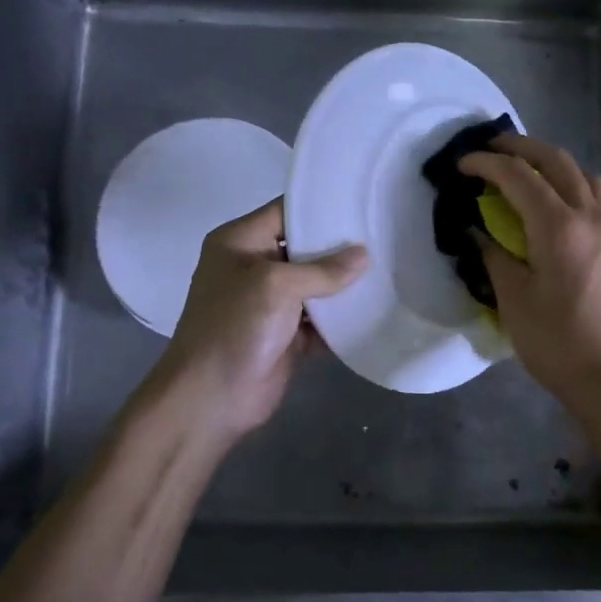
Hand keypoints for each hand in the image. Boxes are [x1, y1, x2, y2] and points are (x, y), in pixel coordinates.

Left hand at [149, 199, 366, 445]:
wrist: (211, 399)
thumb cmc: (234, 327)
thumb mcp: (275, 285)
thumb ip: (322, 270)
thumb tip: (364, 255)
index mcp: (240, 242)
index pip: (285, 211)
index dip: (321, 207)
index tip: (362, 202)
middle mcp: (254, 267)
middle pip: (305, 248)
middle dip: (340, 247)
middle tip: (385, 235)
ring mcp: (271, 304)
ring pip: (315, 286)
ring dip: (345, 284)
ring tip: (390, 268)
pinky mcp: (287, 336)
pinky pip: (320, 321)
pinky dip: (342, 319)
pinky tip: (377, 309)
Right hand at [459, 134, 600, 414]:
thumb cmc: (559, 343)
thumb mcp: (515, 302)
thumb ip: (495, 257)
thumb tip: (478, 232)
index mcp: (558, 227)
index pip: (518, 176)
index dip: (486, 164)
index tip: (461, 164)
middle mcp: (588, 216)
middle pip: (555, 161)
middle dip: (520, 147)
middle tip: (489, 149)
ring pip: (581, 173)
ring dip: (550, 161)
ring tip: (523, 169)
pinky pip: (596, 195)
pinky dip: (572, 182)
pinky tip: (557, 202)